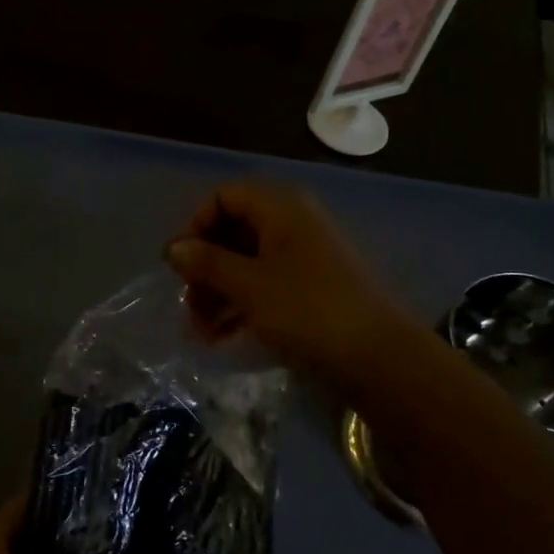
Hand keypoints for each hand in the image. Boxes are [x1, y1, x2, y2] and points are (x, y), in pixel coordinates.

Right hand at [165, 182, 416, 388]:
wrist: (379, 357)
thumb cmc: (308, 310)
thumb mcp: (249, 286)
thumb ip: (207, 263)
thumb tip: (174, 248)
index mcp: (281, 208)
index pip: (224, 196)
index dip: (195, 225)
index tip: (178, 264)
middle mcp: (293, 223)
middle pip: (234, 230)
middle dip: (204, 267)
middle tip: (188, 304)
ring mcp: (305, 256)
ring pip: (247, 262)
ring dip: (218, 292)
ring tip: (202, 331)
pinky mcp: (312, 288)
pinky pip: (266, 285)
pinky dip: (241, 305)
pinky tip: (223, 336)